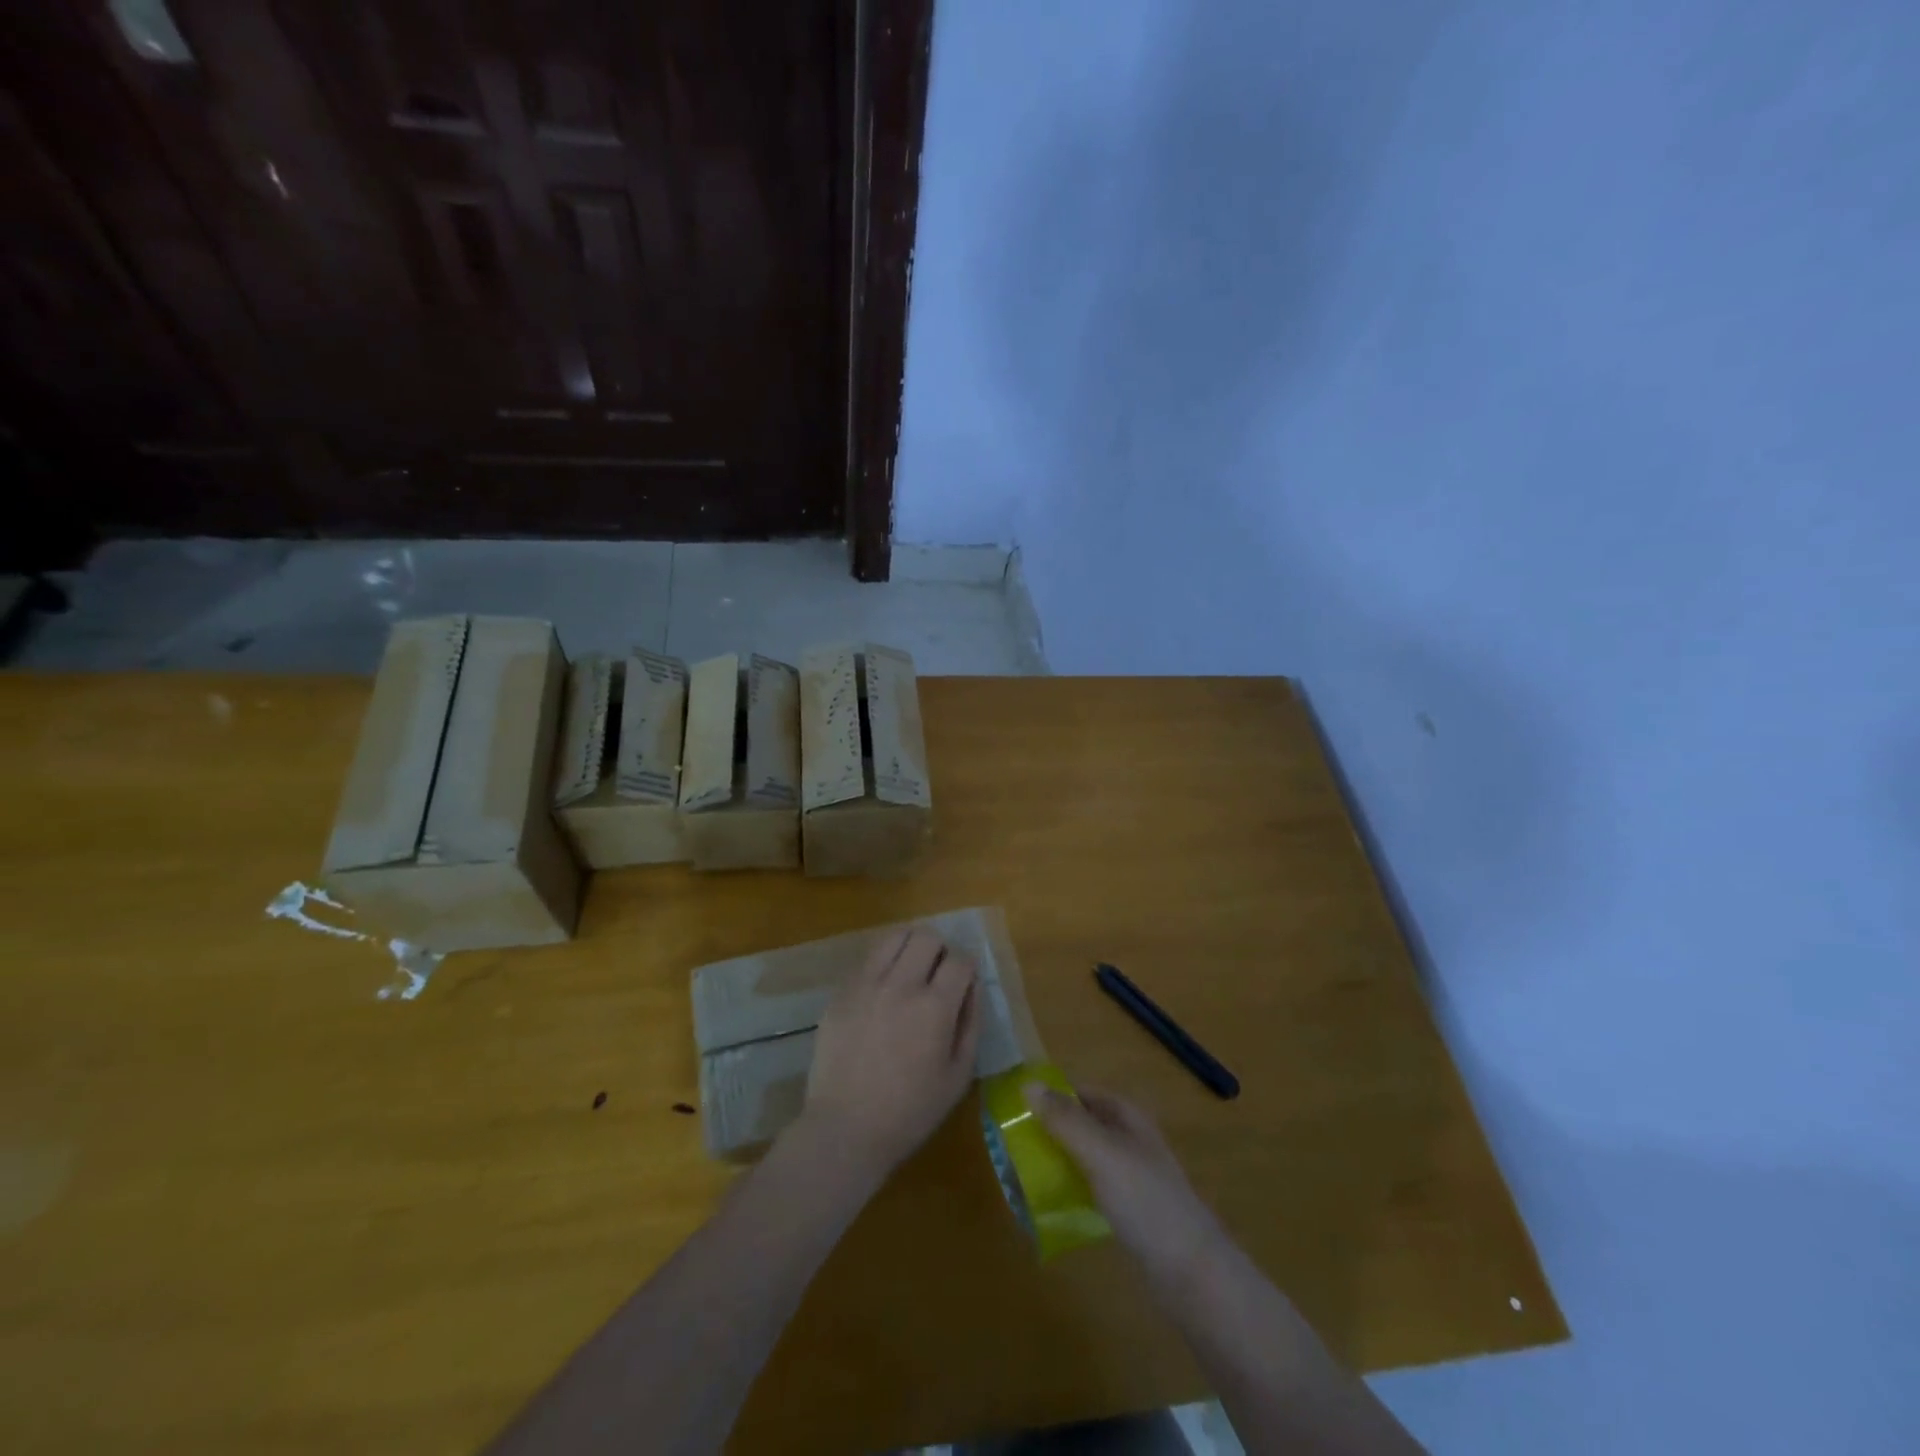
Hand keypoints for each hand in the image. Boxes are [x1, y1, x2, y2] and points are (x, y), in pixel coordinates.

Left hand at [800, 928, 980, 1182]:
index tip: (963, 983)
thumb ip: (970, 1023)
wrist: (845, 1129)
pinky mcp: (841, 992)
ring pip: (894, 937)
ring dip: (910, 947)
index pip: (960, 960)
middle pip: (927, 936)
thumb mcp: (958, 1076)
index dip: (967, 968)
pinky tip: (882, 992)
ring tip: (910, 971)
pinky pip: (867, 959)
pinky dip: (882, 965)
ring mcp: (866, 984)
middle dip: (940, 950)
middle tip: (938, 975)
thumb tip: (972, 986)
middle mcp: (900, 984)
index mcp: (934, 1007)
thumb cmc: (910, 1111)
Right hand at [1025, 1084, 1222, 1279]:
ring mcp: (1132, 1177)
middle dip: (1050, 1131)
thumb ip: (1065, 1120)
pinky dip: (1071, 1189)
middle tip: (1012, 1146)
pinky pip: (1092, 1188)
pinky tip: (1050, 1206)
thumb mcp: (1100, 1153)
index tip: (1014, 1110)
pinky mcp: (1130, 1211)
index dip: (1051, 1096)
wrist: (1192, 1273)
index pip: (1081, 1092)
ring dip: (1057, 1161)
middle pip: (1082, 1124)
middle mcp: (1130, 1139)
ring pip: (1085, 1157)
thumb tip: (1026, 1083)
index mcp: (1127, 1117)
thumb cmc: (1145, 1201)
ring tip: (1021, 1176)